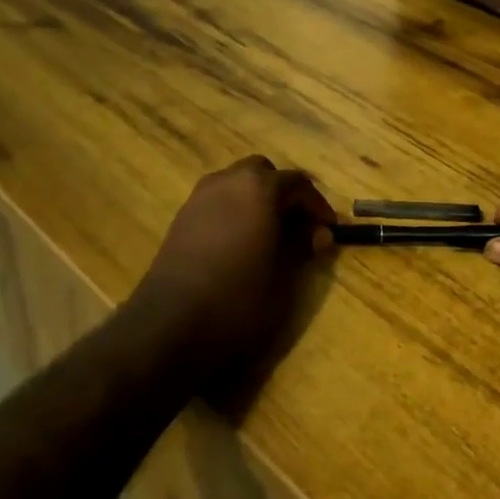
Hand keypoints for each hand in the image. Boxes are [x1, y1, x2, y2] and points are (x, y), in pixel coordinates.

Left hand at [127, 156, 335, 376]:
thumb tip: (319, 234)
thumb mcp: (285, 276)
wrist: (170, 325)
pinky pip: (218, 202)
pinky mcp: (181, 219)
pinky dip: (235, 212)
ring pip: (237, 184)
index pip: (299, 184)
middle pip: (264, 173)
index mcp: (259, 188)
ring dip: (257, 201)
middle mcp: (228, 181)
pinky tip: (241, 244)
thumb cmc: (239, 297)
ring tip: (271, 235)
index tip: (329, 230)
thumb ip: (305, 247)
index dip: (318, 206)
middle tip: (299, 226)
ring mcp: (199, 198)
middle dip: (284, 194)